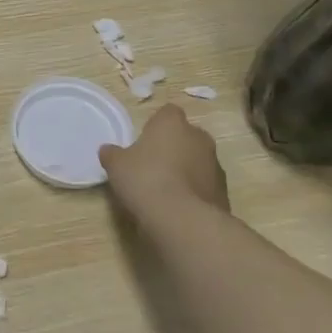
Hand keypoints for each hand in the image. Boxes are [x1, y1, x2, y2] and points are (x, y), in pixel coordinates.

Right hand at [99, 105, 229, 225]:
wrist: (182, 219)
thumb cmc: (145, 180)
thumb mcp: (116, 166)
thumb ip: (112, 154)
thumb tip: (108, 150)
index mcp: (172, 123)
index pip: (167, 113)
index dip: (156, 126)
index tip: (145, 141)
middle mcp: (199, 138)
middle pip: (186, 136)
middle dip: (173, 147)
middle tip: (153, 166)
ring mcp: (215, 164)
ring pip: (198, 161)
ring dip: (186, 170)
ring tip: (166, 191)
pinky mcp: (223, 191)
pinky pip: (205, 185)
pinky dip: (195, 192)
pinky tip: (178, 207)